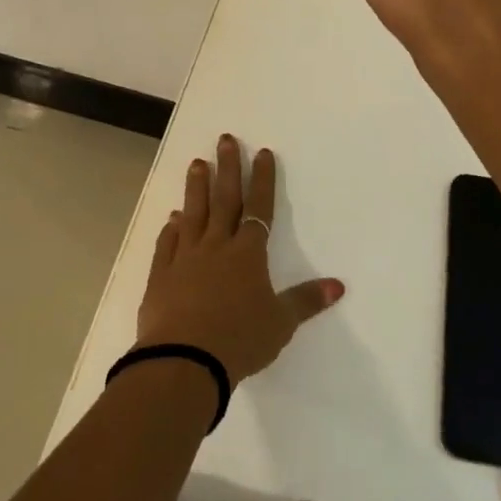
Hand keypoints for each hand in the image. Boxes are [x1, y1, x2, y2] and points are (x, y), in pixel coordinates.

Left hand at [135, 135, 343, 382]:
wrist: (184, 360)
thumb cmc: (239, 340)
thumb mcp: (280, 323)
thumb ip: (306, 301)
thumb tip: (338, 285)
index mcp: (247, 254)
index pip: (259, 208)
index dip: (262, 179)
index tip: (262, 153)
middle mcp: (216, 247)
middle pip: (224, 200)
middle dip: (227, 168)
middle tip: (225, 139)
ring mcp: (185, 258)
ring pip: (192, 214)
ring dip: (196, 188)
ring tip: (197, 163)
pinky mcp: (161, 275)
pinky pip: (168, 243)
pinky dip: (170, 228)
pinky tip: (171, 217)